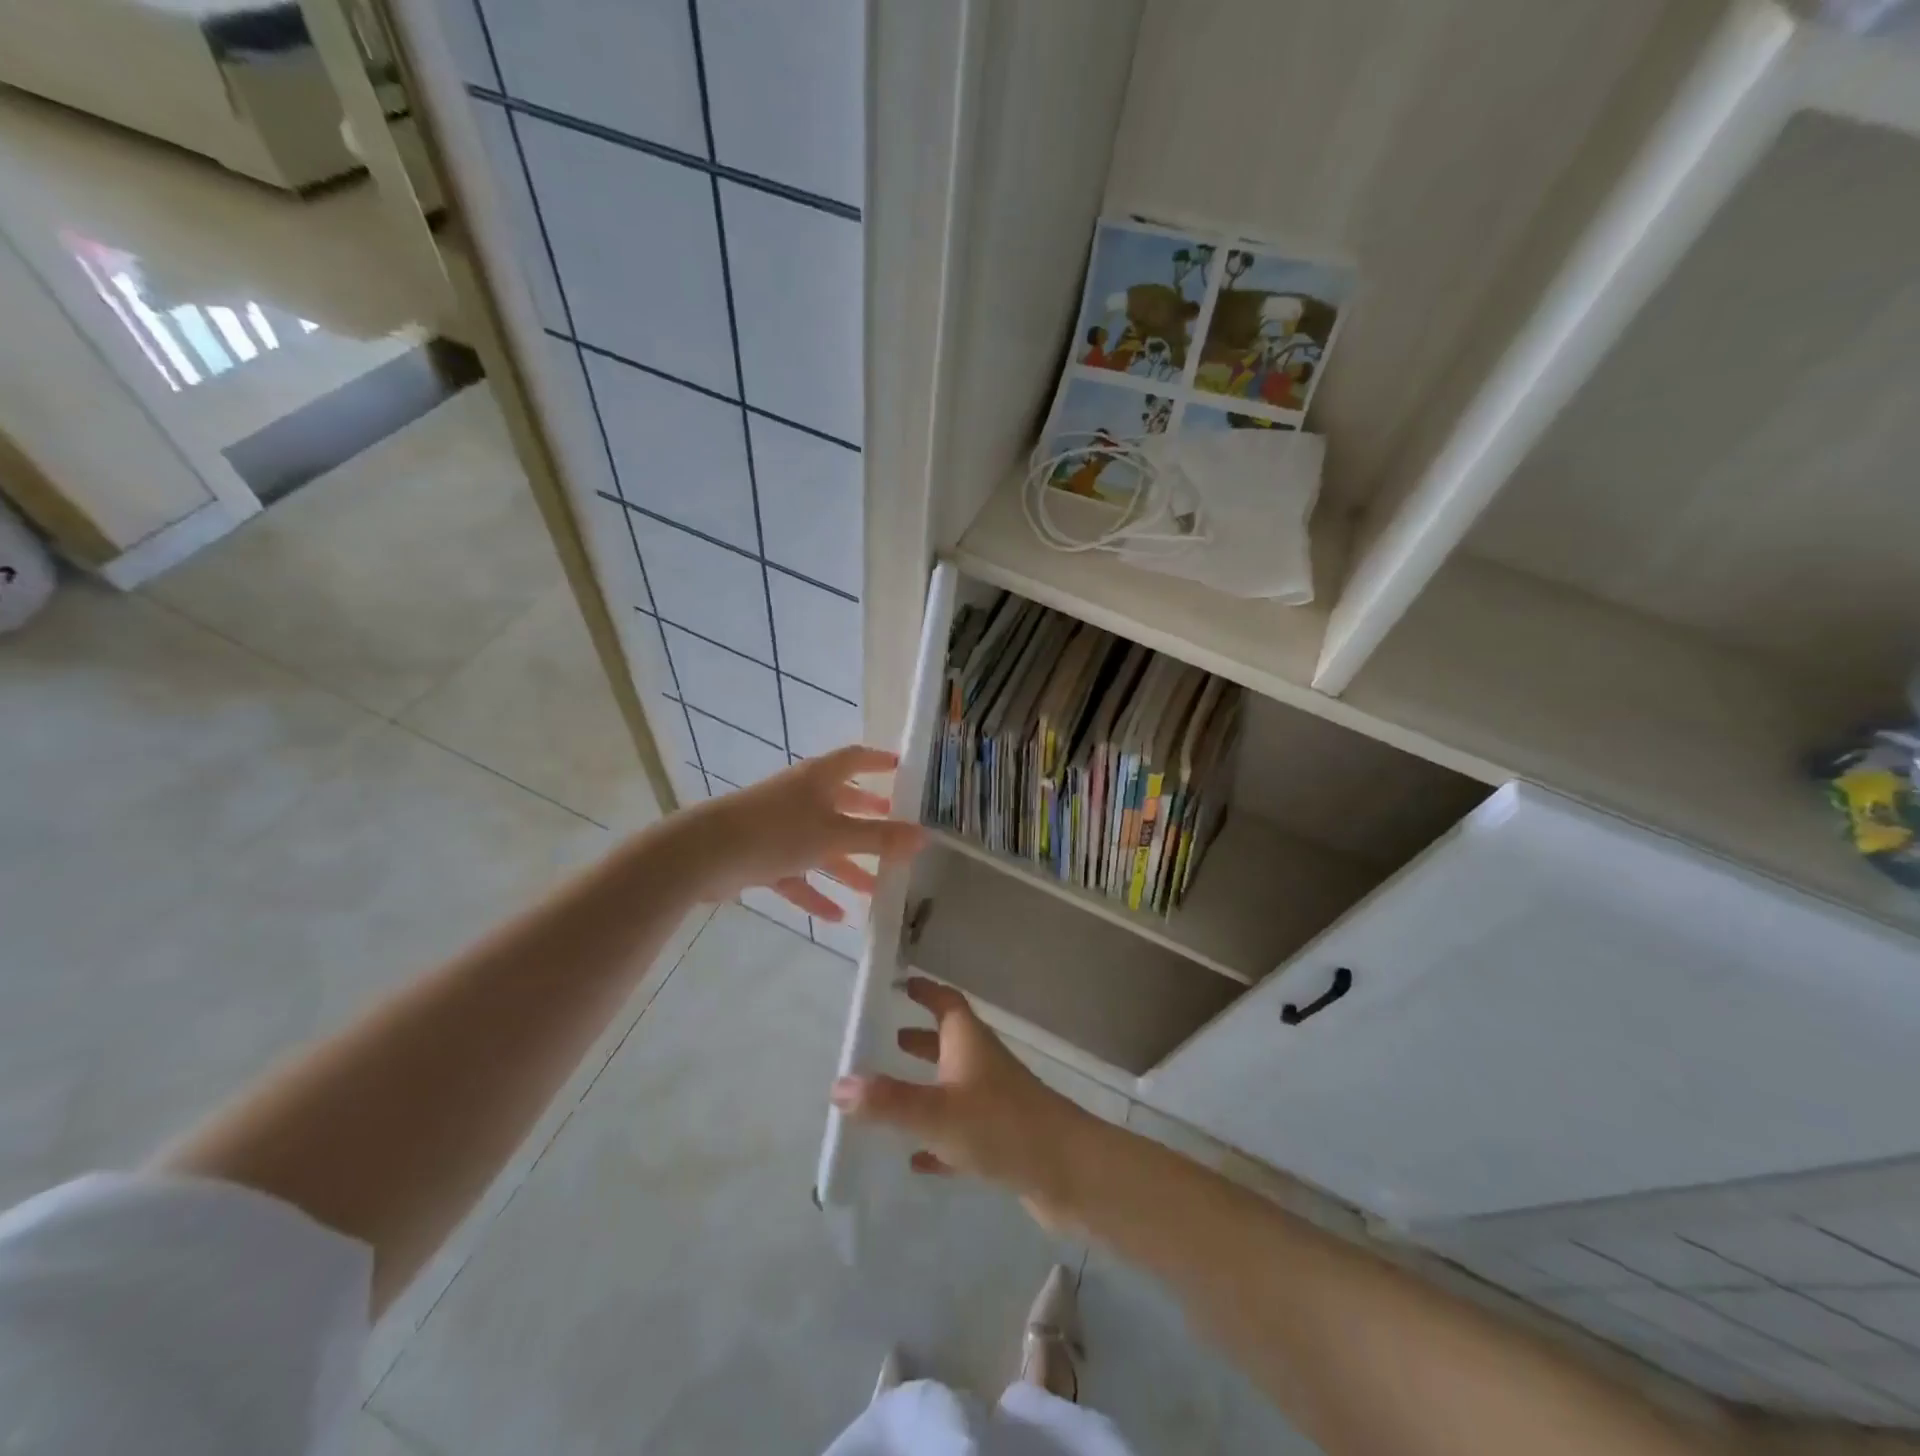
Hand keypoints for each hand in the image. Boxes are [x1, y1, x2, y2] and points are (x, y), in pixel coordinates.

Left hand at [681, 745, 923, 919]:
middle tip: (895, 827)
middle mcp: (801, 797)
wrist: (704, 854)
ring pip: (822, 845)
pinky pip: (798, 874)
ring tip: (877, 888)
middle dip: (868, 817)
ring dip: (848, 865)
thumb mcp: (835, 836)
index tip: (902, 769)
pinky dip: (816, 892)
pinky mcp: (762, 856)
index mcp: (819, 778)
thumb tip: (926, 837)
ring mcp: (780, 827)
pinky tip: (837, 916)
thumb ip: (880, 839)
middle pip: (841, 803)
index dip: (879, 762)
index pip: (856, 759)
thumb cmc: (777, 832)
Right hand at [829, 977, 1094, 1227]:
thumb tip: (838, 1084)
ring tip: (891, 1096)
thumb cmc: (1001, 1126)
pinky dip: (938, 1139)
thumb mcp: (936, 1112)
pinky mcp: (1002, 1140)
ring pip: (954, 1086)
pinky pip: (961, 1132)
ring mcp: (995, 1102)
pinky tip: (917, 1160)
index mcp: (969, 1043)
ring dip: (926, 1087)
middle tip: (889, 1040)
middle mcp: (982, 1064)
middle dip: (920, 1039)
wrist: (1069, 1172)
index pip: (946, 1002)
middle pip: (948, 1042)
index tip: (902, 982)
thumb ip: (887, 1101)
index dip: (925, 990)